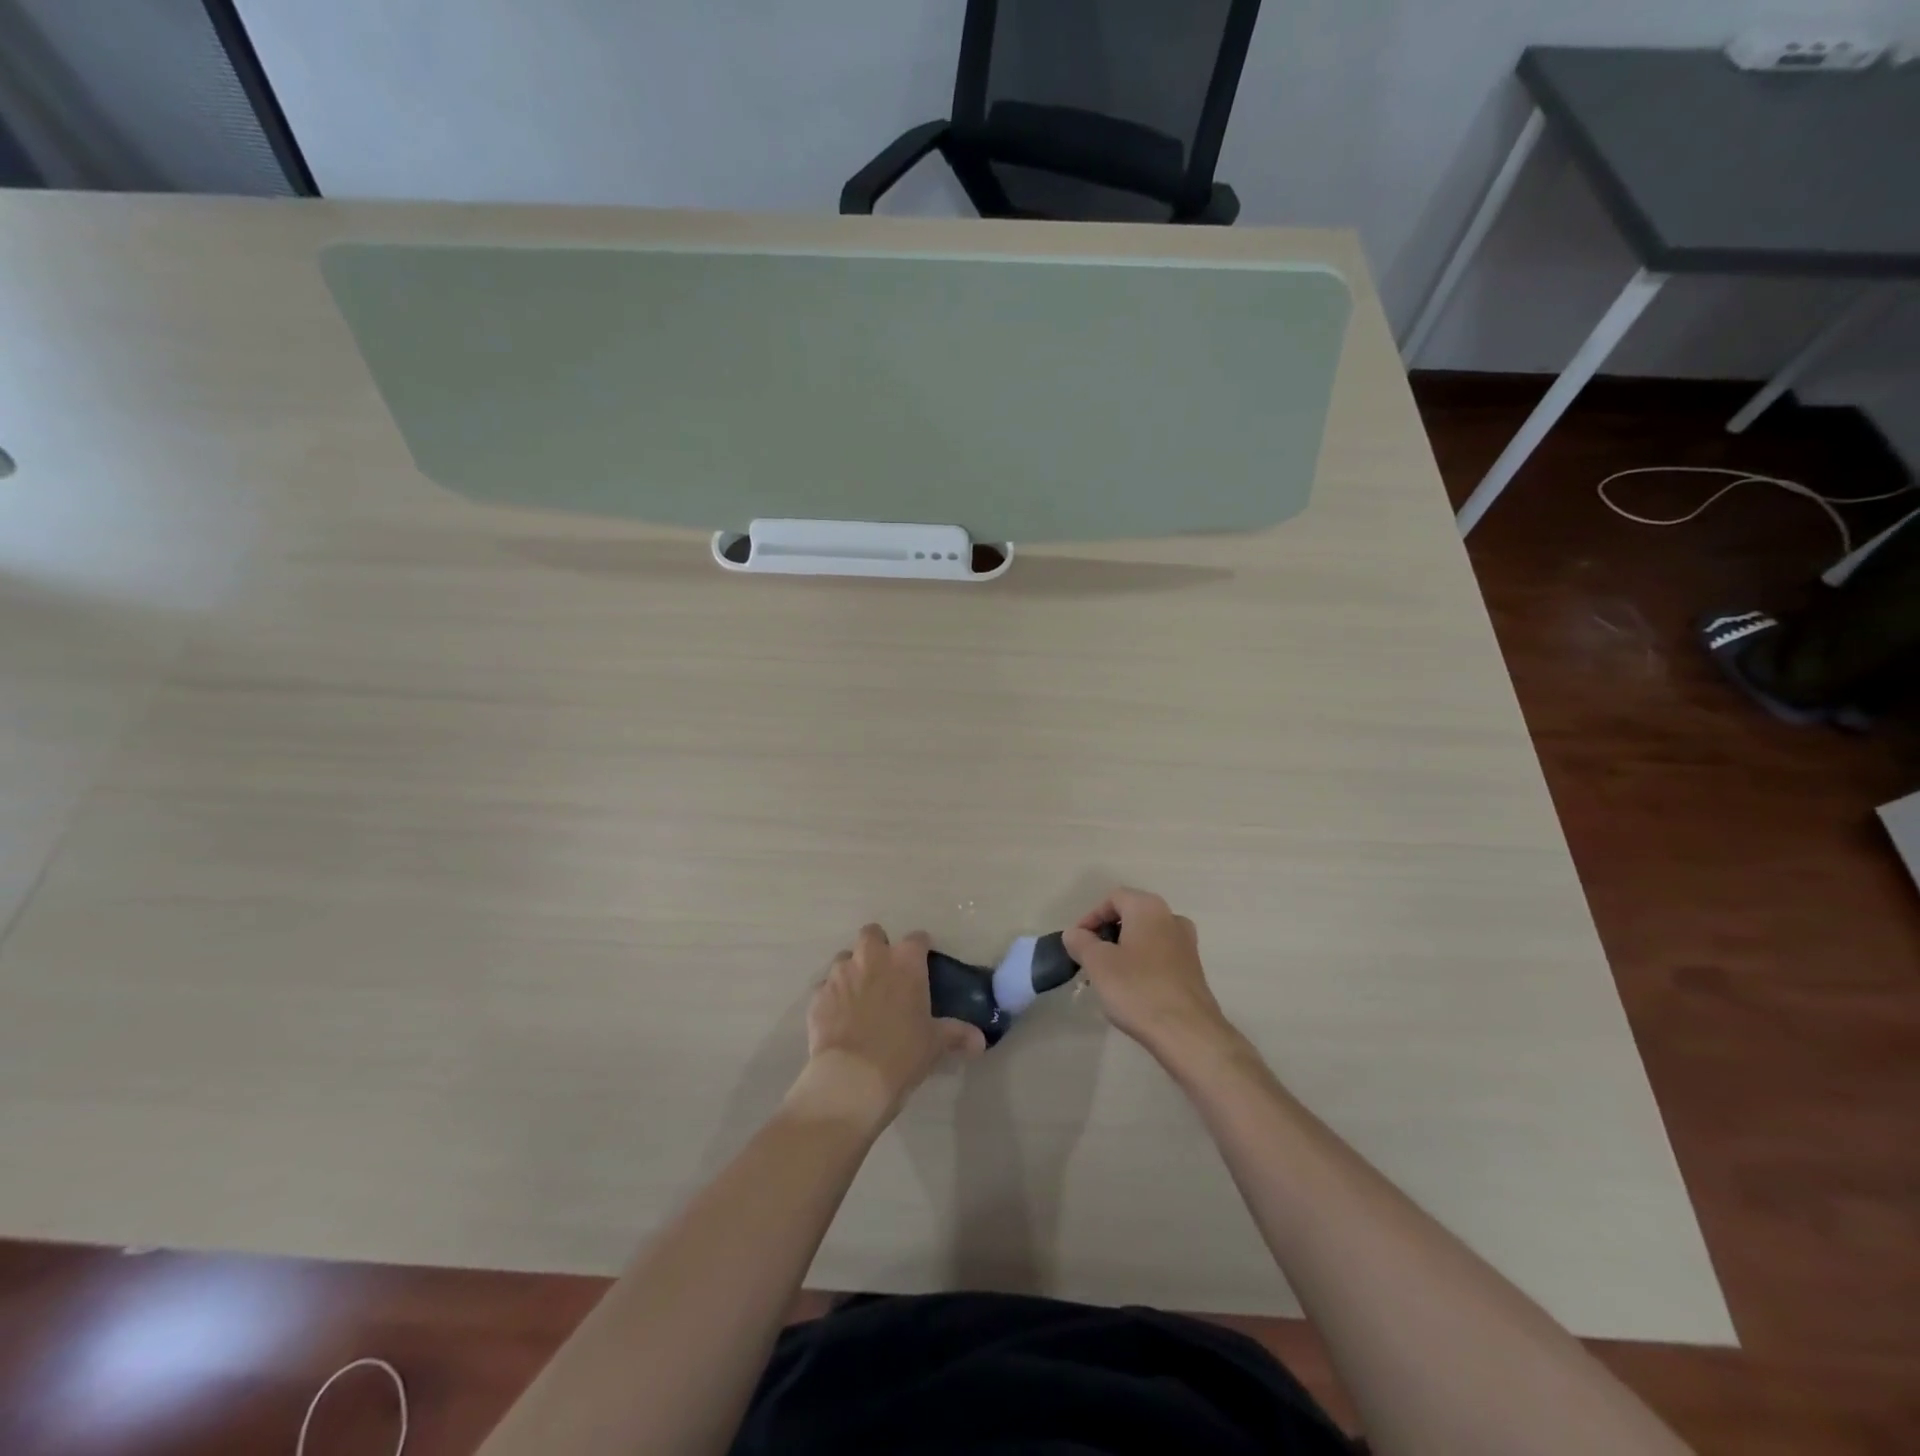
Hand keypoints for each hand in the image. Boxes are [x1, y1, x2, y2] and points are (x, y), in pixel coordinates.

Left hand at [786, 924, 985, 1132]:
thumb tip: (980, 1040)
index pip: (917, 939)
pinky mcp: (817, 995)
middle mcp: (871, 958)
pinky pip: (825, 987)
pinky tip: (839, 1018)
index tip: (923, 963)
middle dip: (878, 947)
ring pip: (845, 958)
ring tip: (859, 996)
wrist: (852, 1078)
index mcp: (905, 962)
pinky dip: (832, 997)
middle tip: (885, 973)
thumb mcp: (935, 1044)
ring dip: (853, 970)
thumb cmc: (902, 1053)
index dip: (920, 949)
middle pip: (872, 934)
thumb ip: (957, 1034)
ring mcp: (840, 974)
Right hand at [1062, 888, 1237, 1065]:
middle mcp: (1172, 918)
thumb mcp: (1098, 963)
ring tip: (1107, 977)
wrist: (1187, 1033)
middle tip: (1090, 959)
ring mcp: (1187, 945)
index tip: (1077, 942)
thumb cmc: (1137, 989)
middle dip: (1107, 935)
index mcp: (1148, 908)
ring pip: (1146, 938)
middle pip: (1131, 916)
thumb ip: (1081, 942)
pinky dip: (1142, 966)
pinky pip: (1160, 957)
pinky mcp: (1193, 971)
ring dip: (1124, 951)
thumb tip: (1074, 933)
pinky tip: (1132, 991)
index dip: (1090, 917)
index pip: (1113, 898)